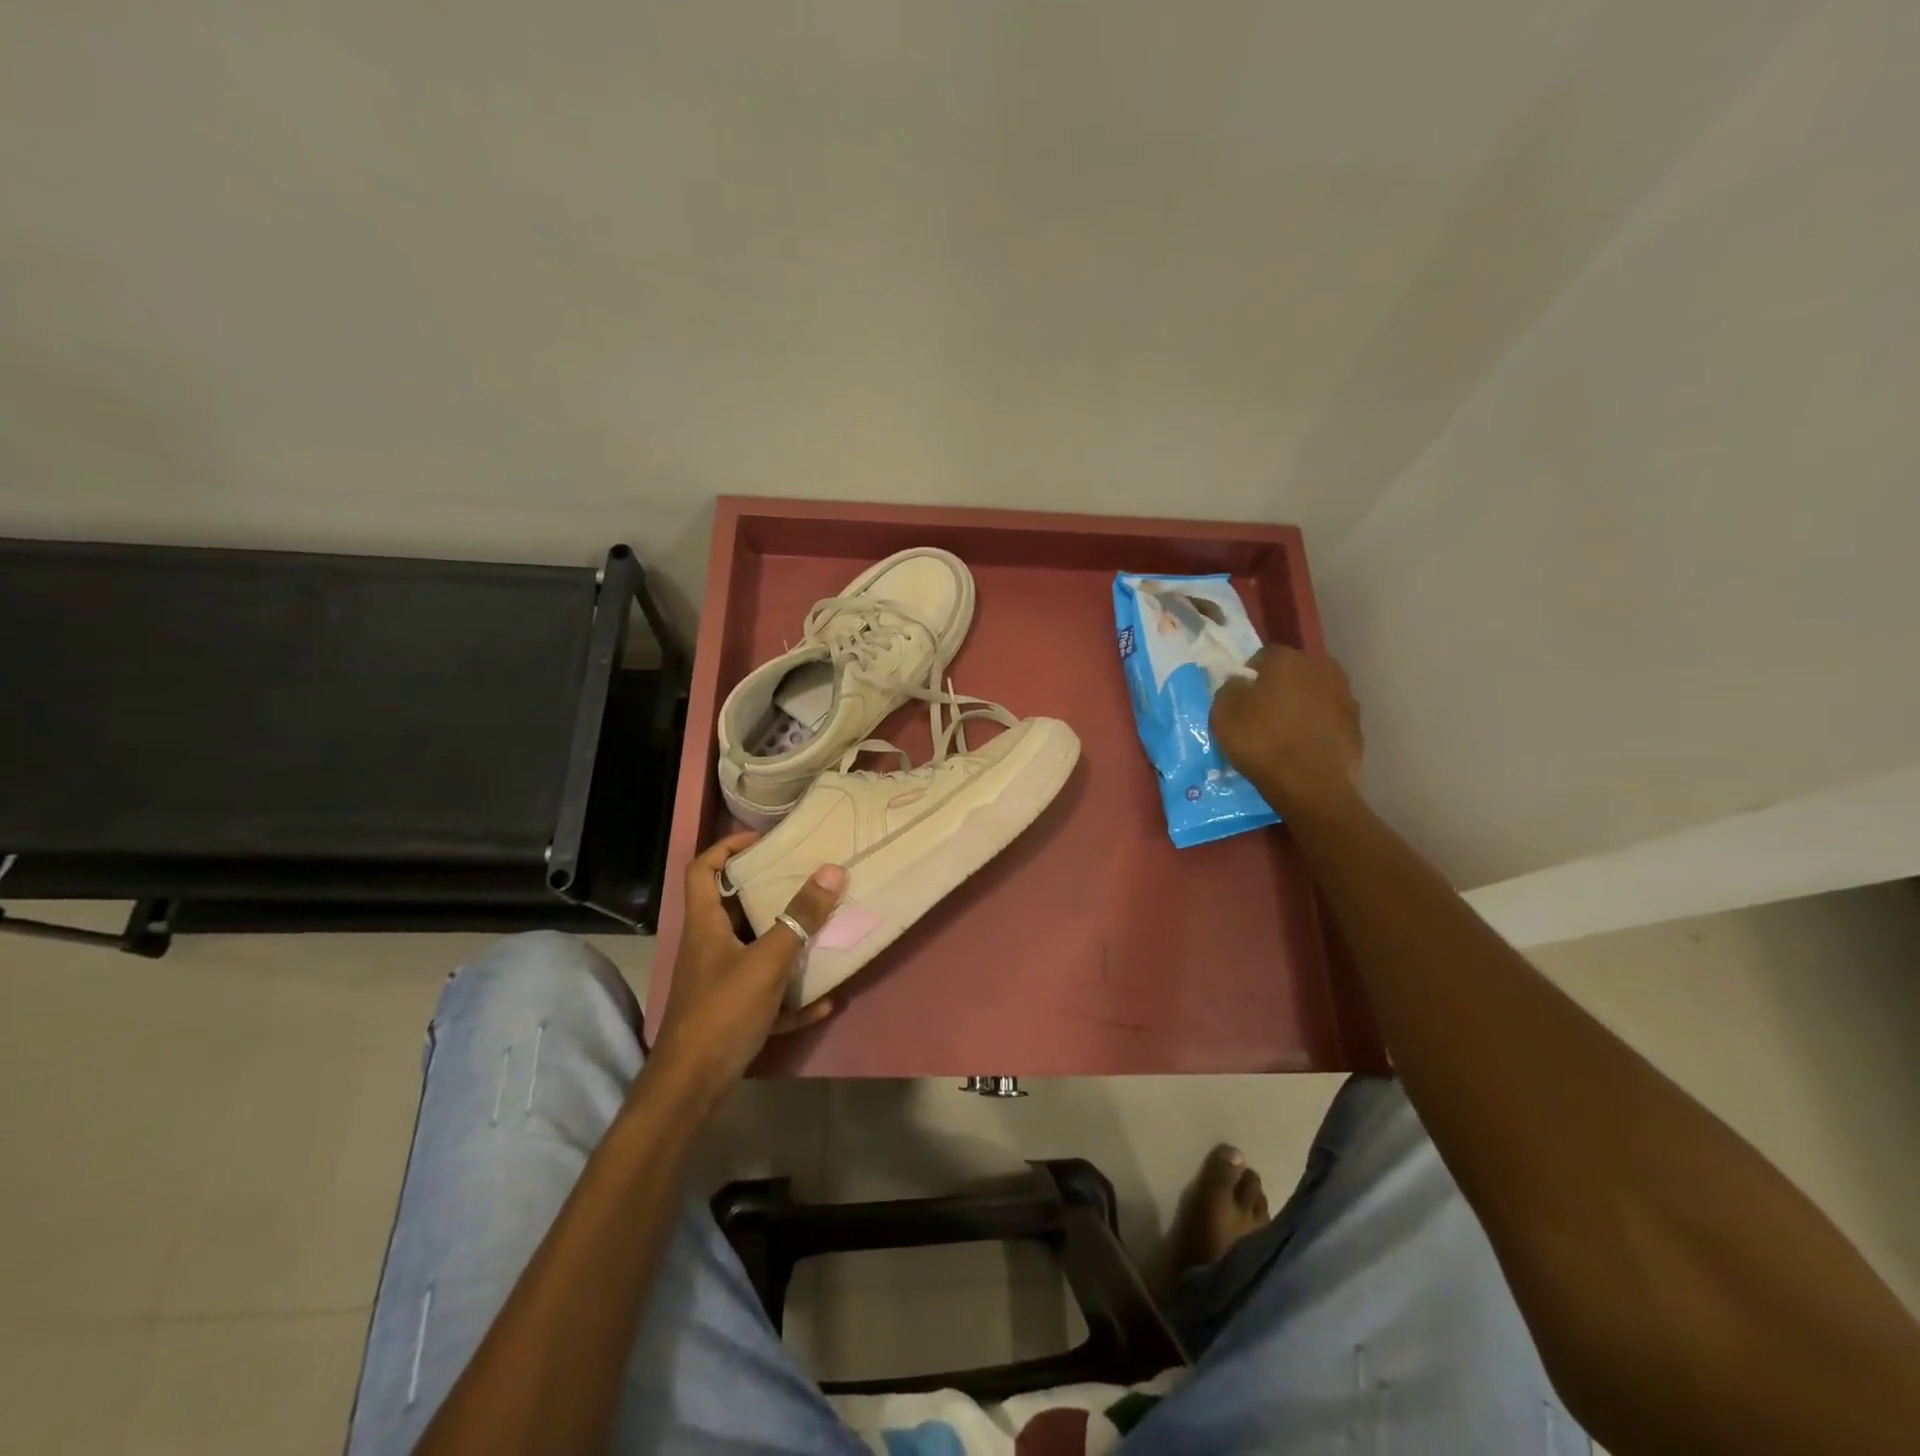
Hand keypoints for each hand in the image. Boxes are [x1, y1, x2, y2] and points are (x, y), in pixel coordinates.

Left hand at [646, 832, 843, 1106]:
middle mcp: (709, 947)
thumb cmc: (722, 1011)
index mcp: (705, 924)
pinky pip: (767, 995)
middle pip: (733, 907)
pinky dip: (793, 997)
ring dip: (787, 943)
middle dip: (769, 892)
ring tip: (823, 929)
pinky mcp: (732, 1014)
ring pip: (755, 951)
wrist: (691, 1087)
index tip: (764, 840)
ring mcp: (719, 982)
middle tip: (805, 880)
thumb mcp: (767, 961)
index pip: (702, 868)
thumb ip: (800, 918)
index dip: (727, 847)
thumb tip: (832, 869)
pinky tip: (825, 1001)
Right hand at [1209, 645, 1363, 816]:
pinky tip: (1304, 747)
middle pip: (1292, 673)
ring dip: (1300, 706)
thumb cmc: (1262, 743)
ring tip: (1285, 733)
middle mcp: (1321, 667)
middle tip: (1262, 714)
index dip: (1249, 677)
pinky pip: (1328, 718)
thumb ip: (1229, 689)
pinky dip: (1317, 727)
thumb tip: (1240, 684)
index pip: (1262, 657)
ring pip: (1314, 694)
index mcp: (1287, 659)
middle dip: (1278, 688)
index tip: (1241, 699)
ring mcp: (1345, 695)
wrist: (1311, 786)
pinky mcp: (1357, 724)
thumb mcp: (1223, 714)